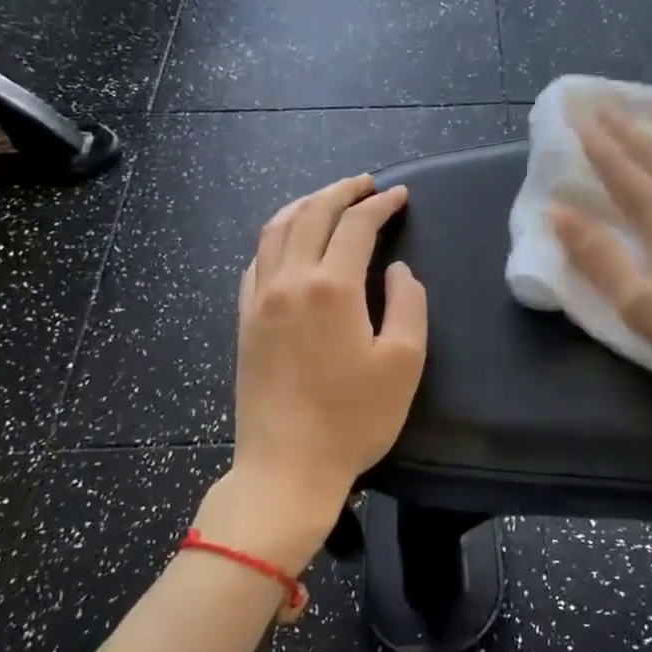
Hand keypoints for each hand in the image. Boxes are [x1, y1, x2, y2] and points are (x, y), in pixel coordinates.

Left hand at [198, 176, 427, 573]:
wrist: (286, 467)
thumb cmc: (353, 419)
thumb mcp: (403, 362)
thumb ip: (408, 304)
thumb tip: (398, 270)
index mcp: (331, 287)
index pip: (356, 226)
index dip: (380, 205)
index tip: (399, 196)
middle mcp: (289, 281)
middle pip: (311, 214)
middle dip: (340, 191)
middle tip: (366, 184)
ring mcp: (258, 300)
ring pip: (275, 230)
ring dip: (304, 206)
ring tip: (328, 200)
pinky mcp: (243, 322)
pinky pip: (255, 262)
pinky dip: (275, 238)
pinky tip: (287, 245)